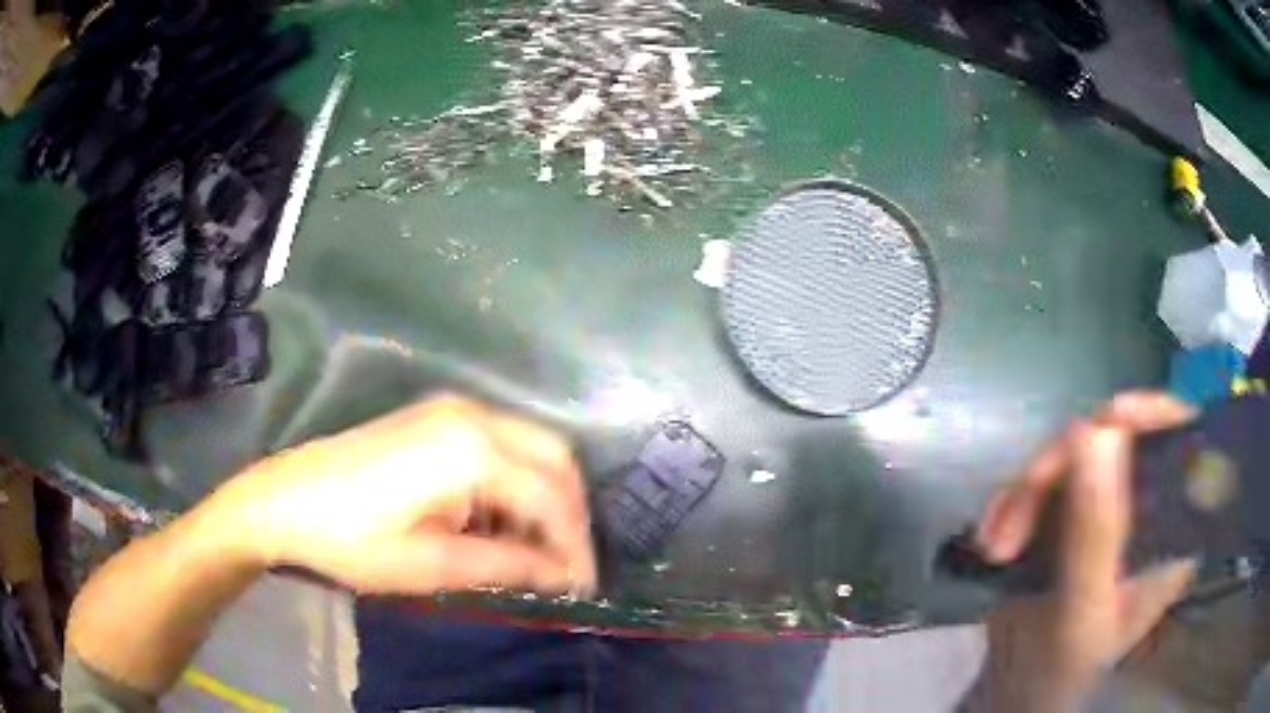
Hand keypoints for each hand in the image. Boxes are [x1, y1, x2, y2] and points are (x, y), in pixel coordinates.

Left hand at [206, 396, 596, 597]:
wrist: (287, 499)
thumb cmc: (353, 538)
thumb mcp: (431, 564)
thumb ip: (506, 564)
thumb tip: (564, 575)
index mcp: (472, 451)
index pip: (551, 497)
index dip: (574, 545)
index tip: (583, 587)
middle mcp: (473, 416)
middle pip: (555, 458)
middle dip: (571, 513)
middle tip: (567, 564)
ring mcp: (454, 409)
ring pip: (532, 446)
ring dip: (545, 496)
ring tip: (537, 548)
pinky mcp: (437, 417)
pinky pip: (502, 443)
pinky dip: (517, 481)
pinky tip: (500, 518)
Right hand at [974, 392, 1199, 711]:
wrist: (1018, 701)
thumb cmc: (1065, 672)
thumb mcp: (1086, 609)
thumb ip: (1096, 530)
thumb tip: (1092, 427)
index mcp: (1169, 535)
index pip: (1183, 444)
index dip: (1155, 413)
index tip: (1112, 417)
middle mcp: (1144, 512)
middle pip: (1116, 441)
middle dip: (1062, 467)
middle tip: (1022, 504)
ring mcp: (1105, 512)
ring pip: (1073, 458)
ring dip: (1027, 490)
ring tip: (997, 542)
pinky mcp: (1070, 518)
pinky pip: (1044, 482)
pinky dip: (1013, 501)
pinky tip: (993, 535)